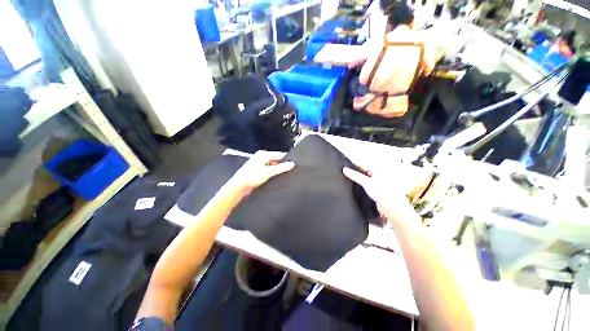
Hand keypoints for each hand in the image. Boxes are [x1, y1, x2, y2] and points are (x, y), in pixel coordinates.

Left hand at [230, 151, 294, 194]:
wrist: (239, 187)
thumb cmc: (250, 177)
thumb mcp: (268, 172)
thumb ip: (281, 168)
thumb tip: (291, 164)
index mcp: (263, 154)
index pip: (279, 155)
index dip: (286, 160)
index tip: (293, 164)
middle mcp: (261, 158)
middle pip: (276, 161)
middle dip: (281, 166)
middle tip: (287, 171)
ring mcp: (260, 165)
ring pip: (273, 166)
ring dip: (276, 171)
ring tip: (279, 176)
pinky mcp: (259, 171)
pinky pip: (269, 171)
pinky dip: (272, 174)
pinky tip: (274, 178)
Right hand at [343, 166, 428, 223]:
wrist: (392, 208)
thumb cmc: (383, 192)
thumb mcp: (366, 182)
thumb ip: (355, 175)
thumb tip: (344, 169)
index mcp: (377, 169)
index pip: (362, 164)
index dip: (353, 166)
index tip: (344, 169)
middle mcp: (378, 175)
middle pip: (363, 172)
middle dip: (355, 174)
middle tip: (345, 176)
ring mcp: (377, 183)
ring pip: (364, 180)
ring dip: (357, 181)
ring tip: (349, 182)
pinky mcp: (375, 191)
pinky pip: (366, 186)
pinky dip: (360, 187)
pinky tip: (355, 189)